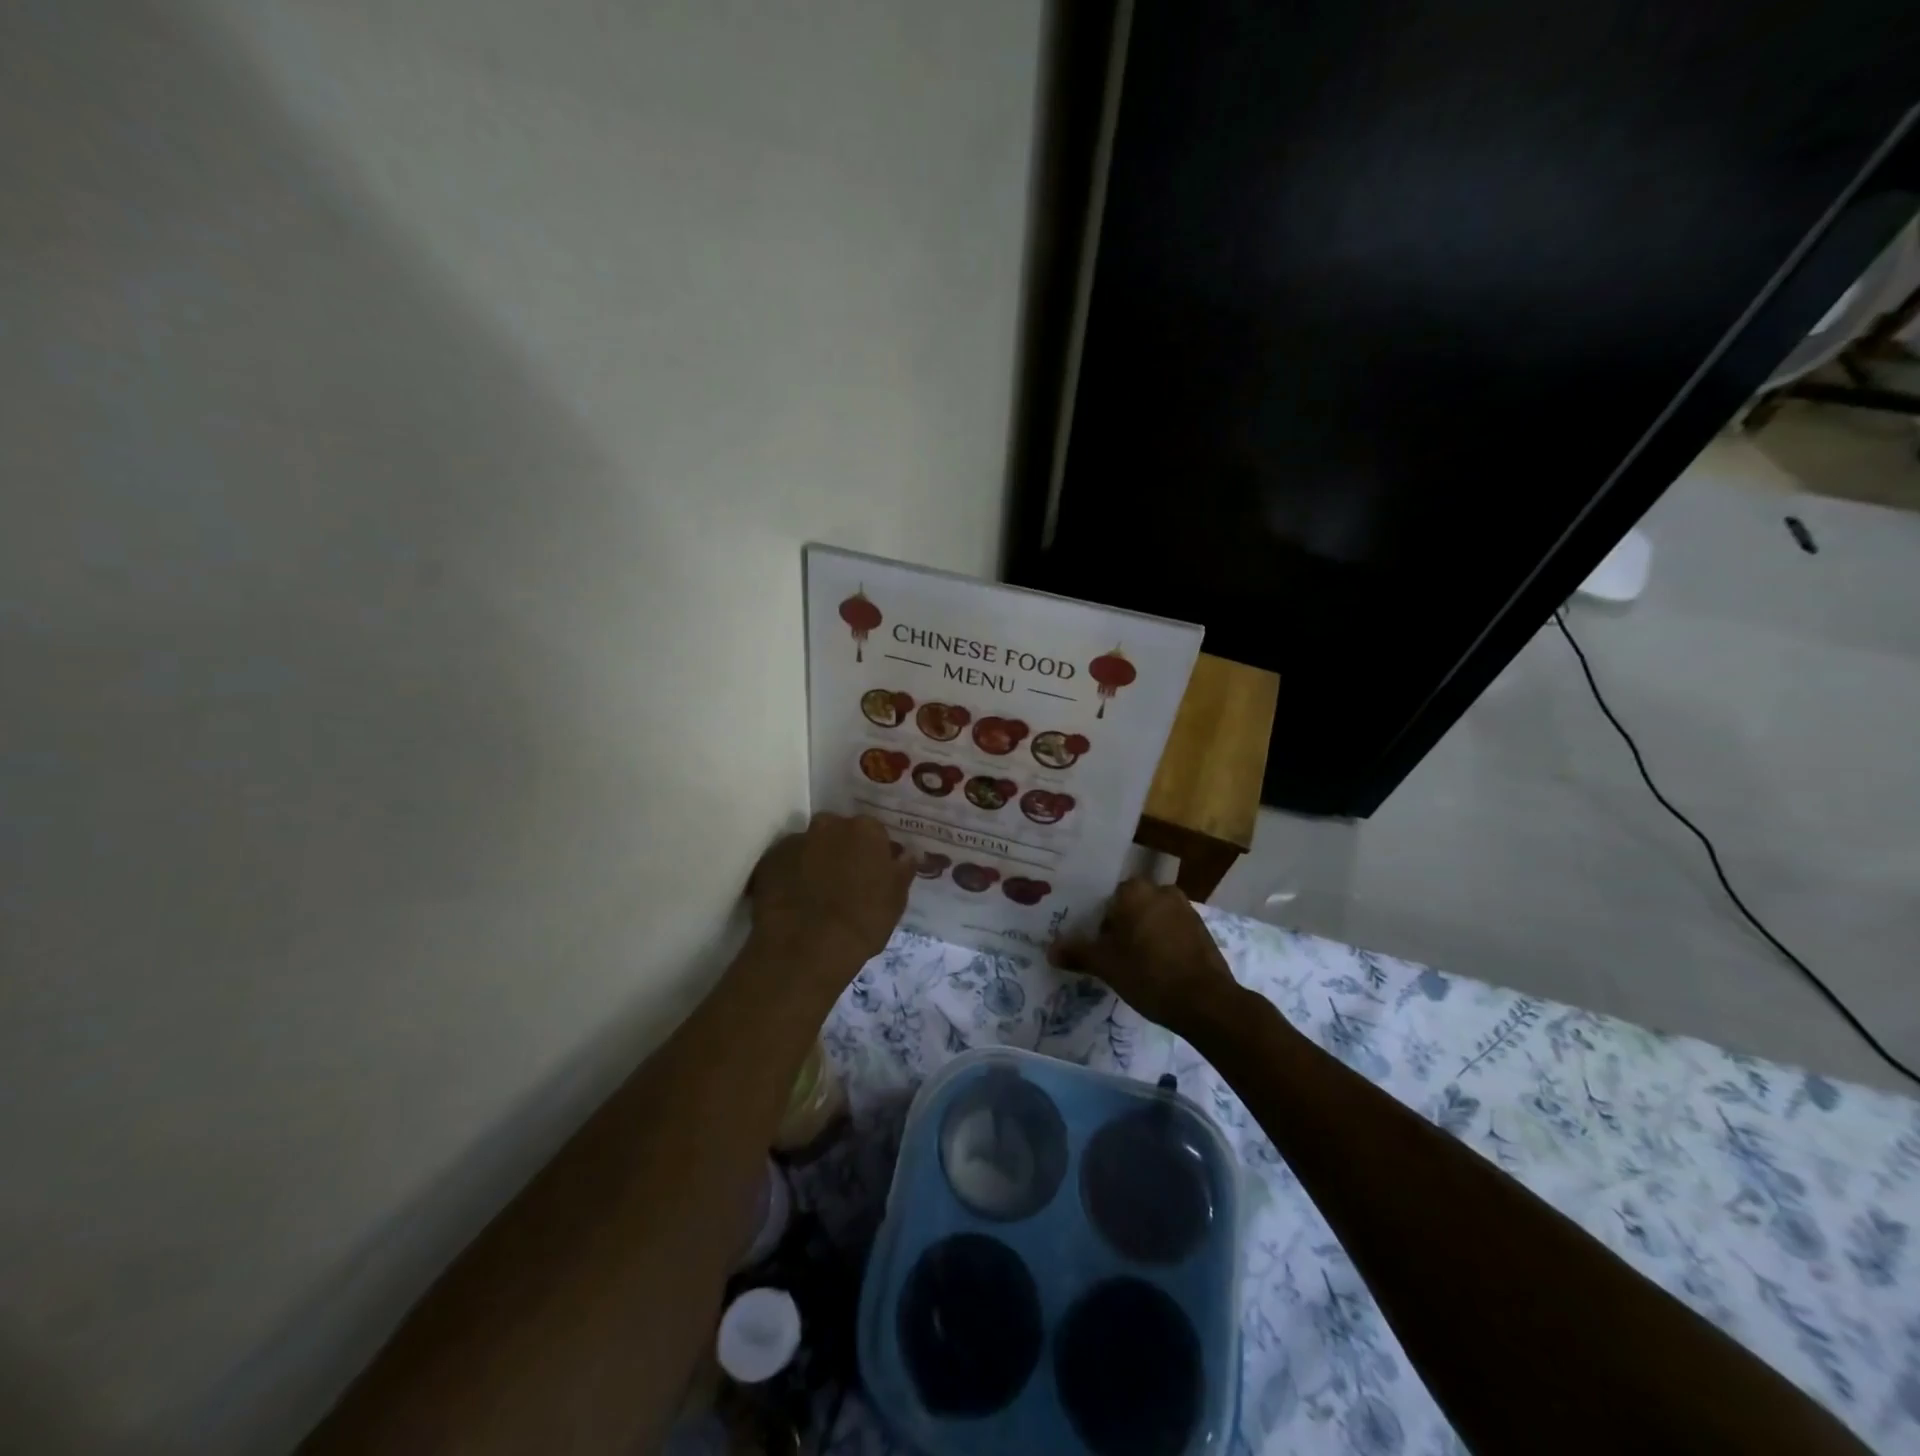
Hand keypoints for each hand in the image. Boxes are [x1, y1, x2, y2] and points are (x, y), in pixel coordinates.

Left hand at [748, 812, 912, 976]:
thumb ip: (902, 870)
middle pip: (838, 832)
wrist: (805, 948)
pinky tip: (793, 900)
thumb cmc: (862, 922)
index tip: (873, 874)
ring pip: (809, 846)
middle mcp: (829, 825)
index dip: (873, 854)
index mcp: (865, 830)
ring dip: (814, 860)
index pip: (874, 832)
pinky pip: (785, 863)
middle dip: (841, 850)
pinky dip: (790, 875)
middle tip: (844, 881)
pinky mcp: (768, 861)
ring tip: (815, 893)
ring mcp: (795, 841)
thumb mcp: (896, 900)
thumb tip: (906, 854)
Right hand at [1049, 877, 1243, 1034]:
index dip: (1099, 921)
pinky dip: (1164, 943)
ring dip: (1144, 934)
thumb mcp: (1105, 965)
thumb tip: (1050, 951)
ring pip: (1154, 917)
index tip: (1096, 944)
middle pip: (1132, 906)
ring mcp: (1186, 910)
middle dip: (1122, 926)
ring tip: (1135, 964)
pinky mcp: (1202, 931)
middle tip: (1112, 954)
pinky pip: (1173, 931)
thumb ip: (1077, 953)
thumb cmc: (1147, 973)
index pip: (1108, 898)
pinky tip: (1159, 968)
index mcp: (1135, 891)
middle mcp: (1161, 891)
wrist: (1205, 1001)